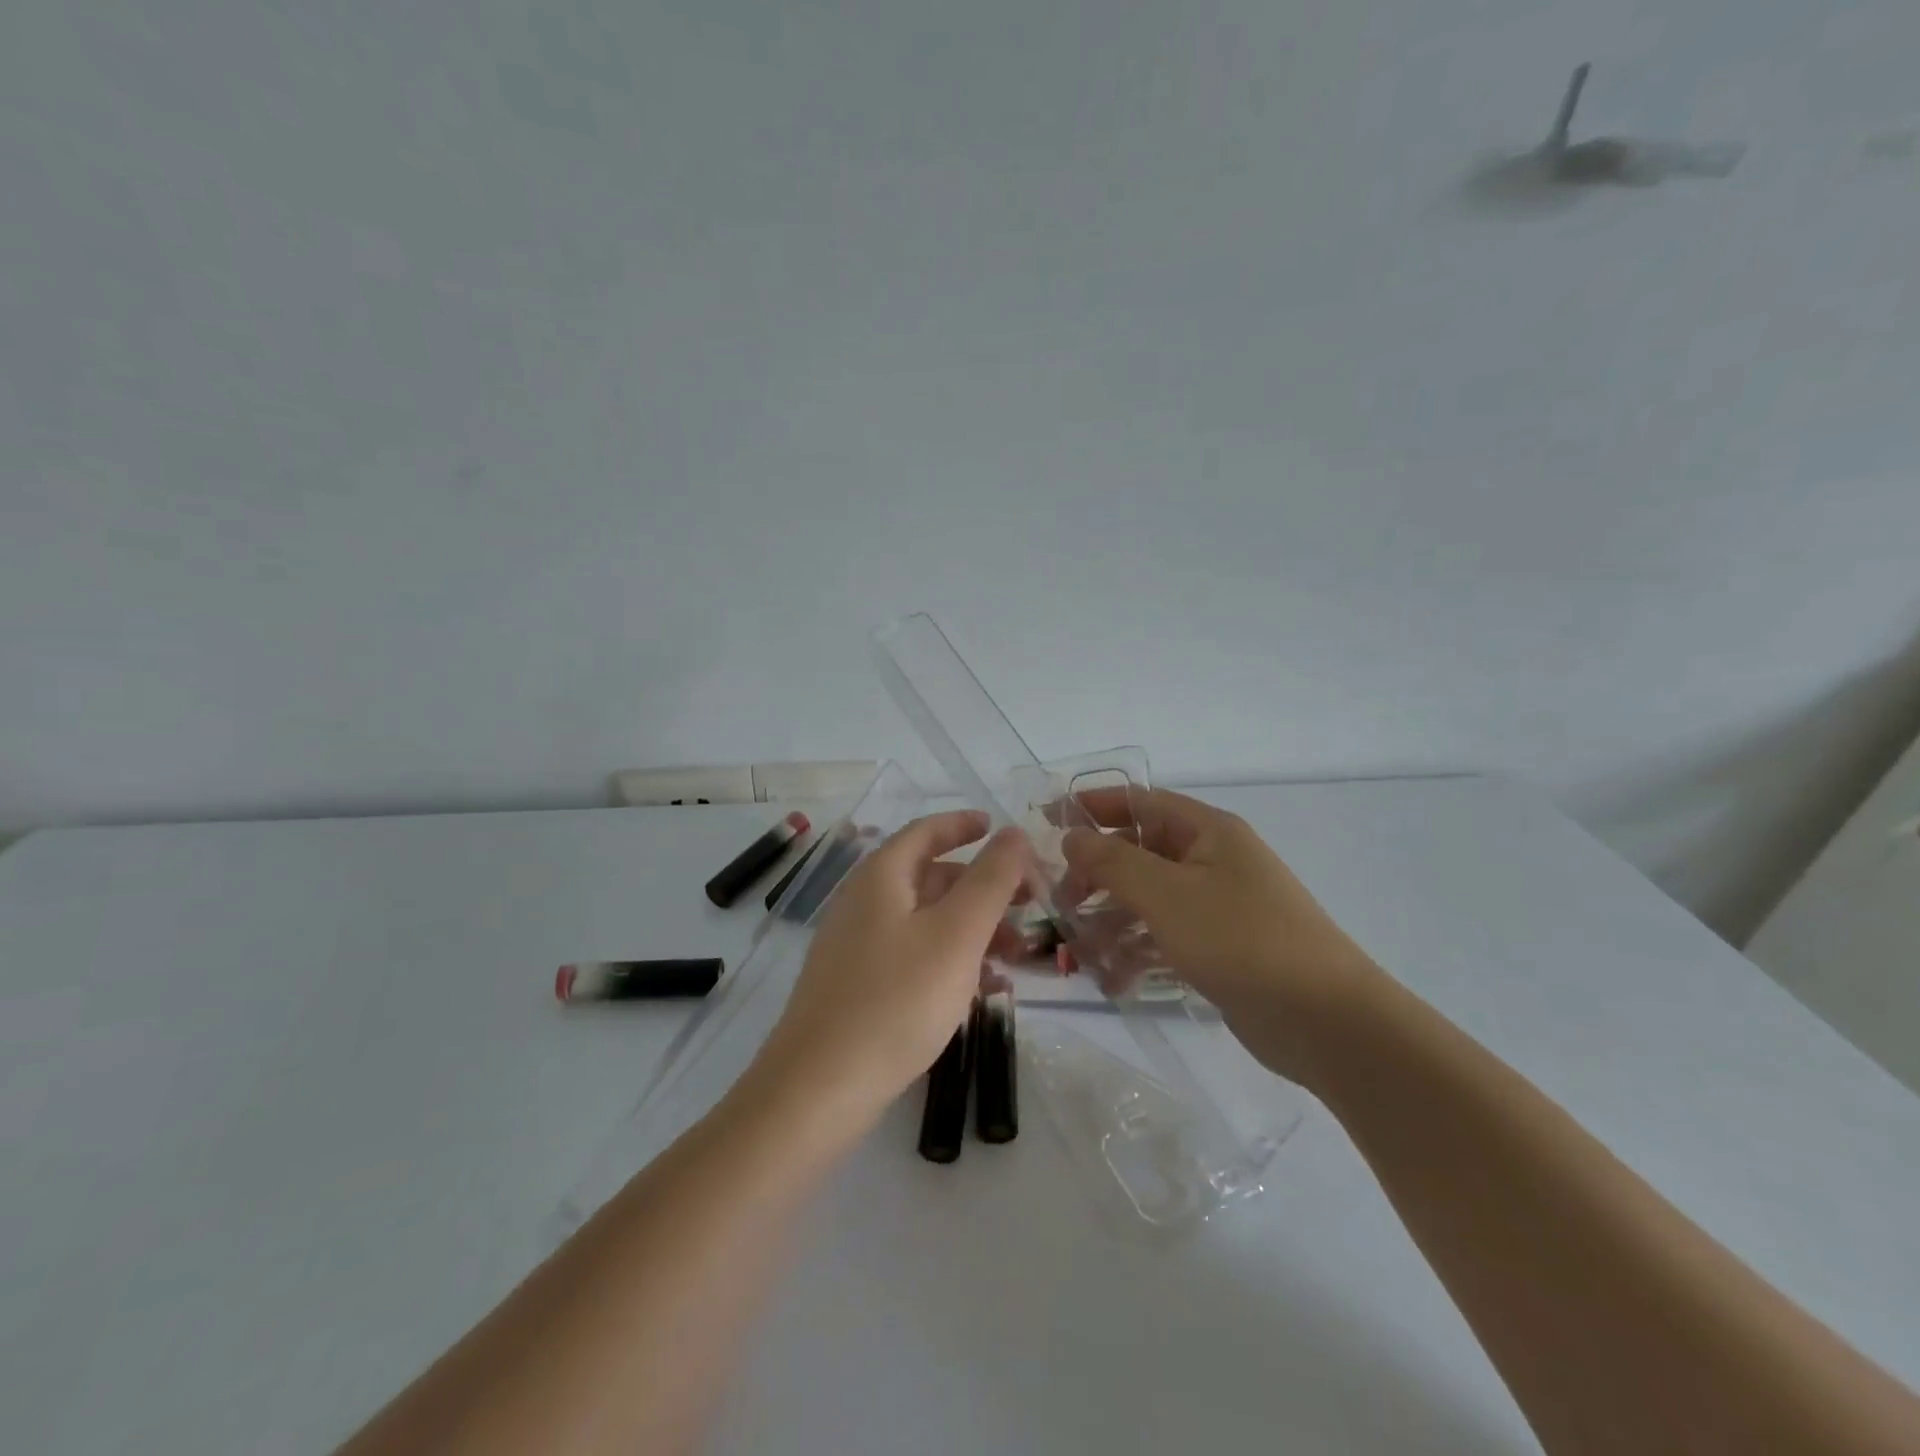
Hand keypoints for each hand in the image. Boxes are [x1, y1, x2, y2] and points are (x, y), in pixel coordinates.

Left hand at [752, 811, 1032, 1133]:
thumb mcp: (956, 934)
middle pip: (930, 877)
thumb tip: (1014, 833)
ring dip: (972, 928)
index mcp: (881, 877)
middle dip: (981, 887)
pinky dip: (950, 960)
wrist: (819, 1089)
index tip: (1000, 828)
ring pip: (925, 921)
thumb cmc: (896, 1000)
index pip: (926, 831)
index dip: (965, 825)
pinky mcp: (858, 986)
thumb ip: (991, 880)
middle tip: (1027, 905)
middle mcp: (864, 902)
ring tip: (1015, 955)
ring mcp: (857, 946)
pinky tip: (983, 991)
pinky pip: (913, 956)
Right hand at [1061, 788, 1381, 1086]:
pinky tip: (1113, 982)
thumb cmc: (1241, 939)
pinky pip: (1166, 938)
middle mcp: (1213, 861)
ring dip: (1112, 922)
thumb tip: (1072, 836)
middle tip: (1061, 904)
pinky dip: (1137, 953)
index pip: (1139, 802)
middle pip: (1139, 854)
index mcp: (1207, 832)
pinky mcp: (1220, 948)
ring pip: (1149, 901)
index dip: (1092, 807)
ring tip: (1080, 953)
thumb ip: (1112, 861)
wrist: (1327, 1021)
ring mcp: (1218, 907)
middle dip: (1097, 876)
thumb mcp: (1166, 894)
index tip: (1046, 821)